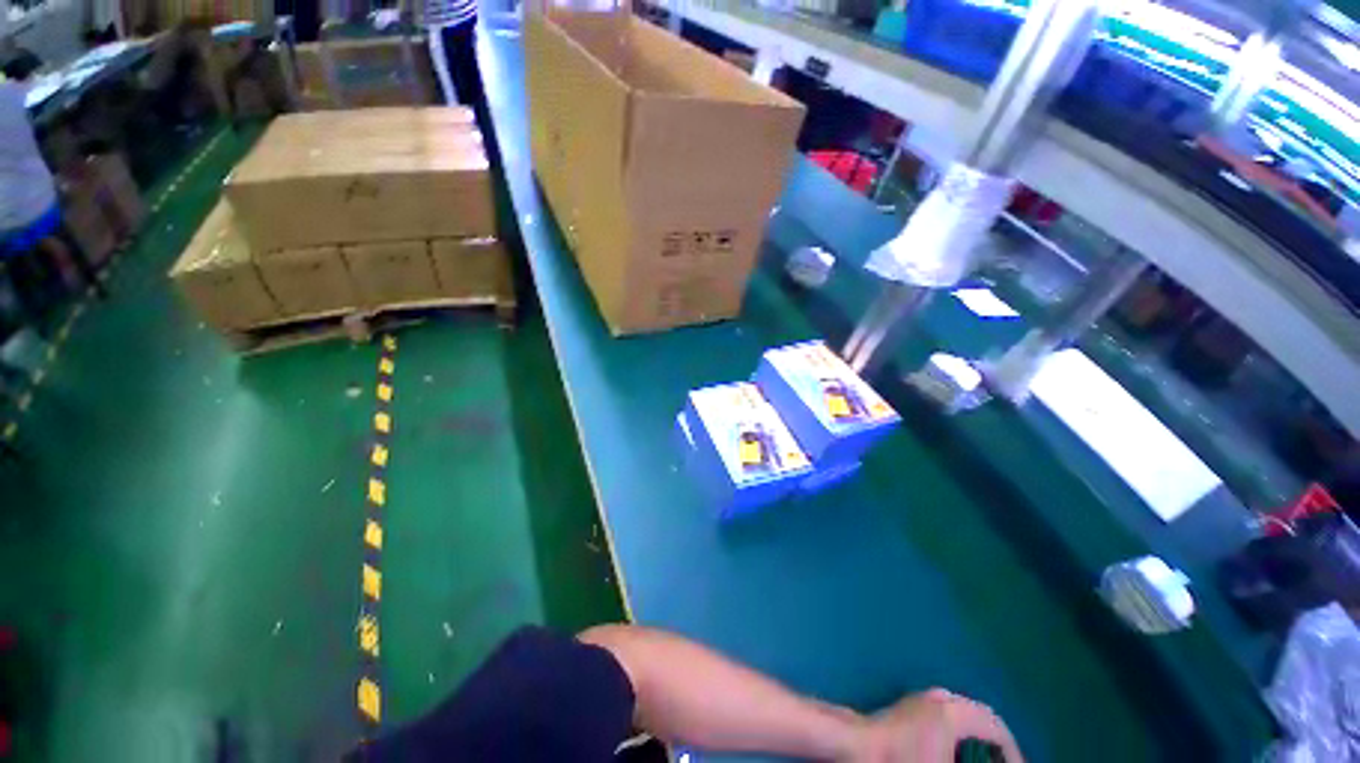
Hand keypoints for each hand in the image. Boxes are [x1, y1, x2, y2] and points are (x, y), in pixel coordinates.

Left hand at [848, 689, 1021, 762]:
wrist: (858, 746)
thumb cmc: (902, 761)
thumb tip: (977, 761)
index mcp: (953, 713)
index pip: (997, 729)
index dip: (1014, 753)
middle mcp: (941, 699)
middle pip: (982, 716)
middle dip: (999, 743)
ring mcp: (922, 699)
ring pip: (964, 713)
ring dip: (979, 736)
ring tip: (986, 760)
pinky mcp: (910, 706)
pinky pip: (947, 714)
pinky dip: (961, 731)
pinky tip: (958, 751)